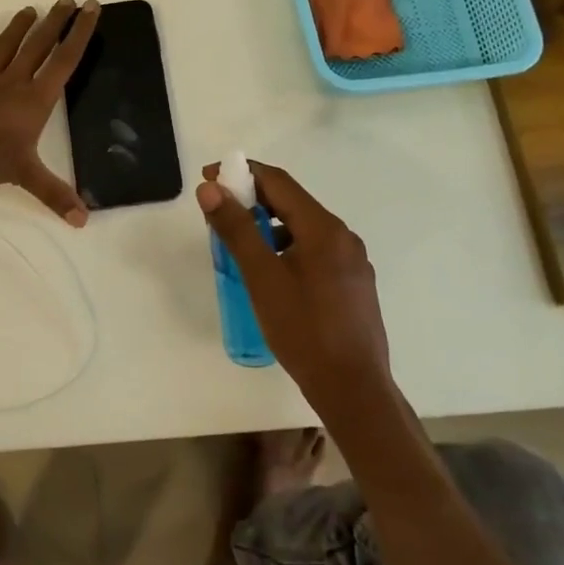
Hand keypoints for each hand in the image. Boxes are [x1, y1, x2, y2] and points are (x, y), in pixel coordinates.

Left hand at [0, 0, 101, 225]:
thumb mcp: (26, 176)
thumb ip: (55, 195)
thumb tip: (84, 221)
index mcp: (35, 99)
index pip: (64, 61)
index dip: (79, 33)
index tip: (90, 8)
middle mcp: (14, 81)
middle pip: (39, 44)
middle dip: (56, 21)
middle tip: (68, 0)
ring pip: (8, 44)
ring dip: (22, 24)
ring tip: (34, 8)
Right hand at [197, 160, 392, 399]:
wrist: (354, 390)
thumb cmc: (304, 330)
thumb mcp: (262, 277)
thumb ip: (236, 228)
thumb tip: (210, 188)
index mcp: (323, 228)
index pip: (278, 182)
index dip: (242, 173)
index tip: (209, 178)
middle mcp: (343, 236)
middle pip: (292, 202)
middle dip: (253, 199)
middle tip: (218, 212)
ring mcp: (353, 261)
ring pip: (303, 228)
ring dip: (269, 224)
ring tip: (239, 244)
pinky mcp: (354, 284)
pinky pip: (315, 250)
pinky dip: (287, 246)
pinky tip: (271, 271)